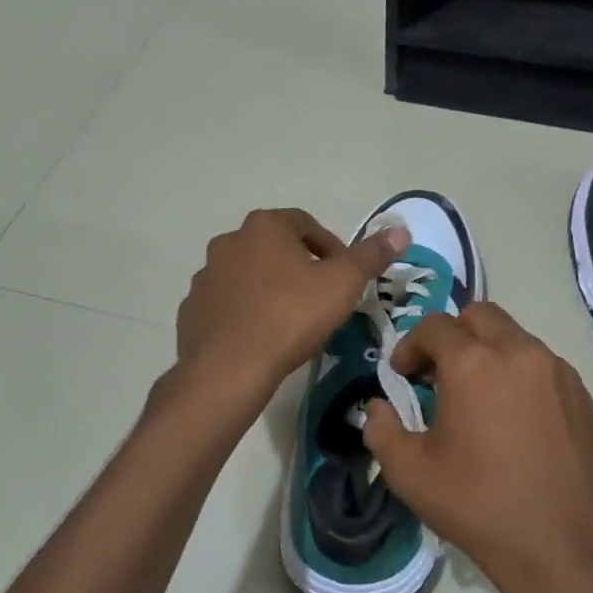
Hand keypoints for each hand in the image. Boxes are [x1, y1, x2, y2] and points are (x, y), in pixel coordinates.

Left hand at [176, 208, 407, 397]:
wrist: (229, 368)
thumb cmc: (290, 316)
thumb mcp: (342, 284)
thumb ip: (371, 256)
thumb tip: (401, 230)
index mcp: (264, 226)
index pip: (306, 224)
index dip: (331, 248)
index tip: (343, 276)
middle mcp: (229, 241)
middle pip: (275, 247)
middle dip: (299, 267)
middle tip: (320, 297)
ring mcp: (206, 276)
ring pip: (248, 275)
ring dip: (270, 288)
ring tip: (290, 320)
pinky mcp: (191, 309)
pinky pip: (227, 303)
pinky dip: (245, 311)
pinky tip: (261, 337)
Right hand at [361, 303, 592, 592]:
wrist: (567, 550)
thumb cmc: (480, 507)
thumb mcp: (411, 474)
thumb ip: (381, 429)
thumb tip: (377, 406)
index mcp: (474, 363)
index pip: (434, 326)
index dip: (410, 346)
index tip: (403, 377)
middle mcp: (519, 352)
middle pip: (479, 315)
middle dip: (452, 336)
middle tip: (439, 375)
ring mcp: (558, 371)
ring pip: (514, 337)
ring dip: (488, 353)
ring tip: (478, 399)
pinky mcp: (583, 394)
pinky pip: (542, 365)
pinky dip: (519, 374)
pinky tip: (515, 419)